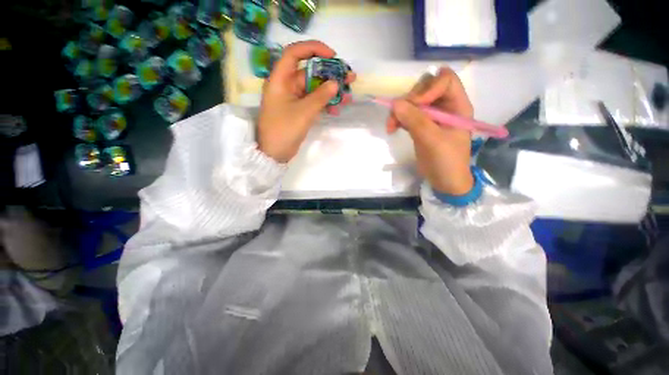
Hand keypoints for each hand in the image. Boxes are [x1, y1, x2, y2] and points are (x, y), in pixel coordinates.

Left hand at [257, 40, 355, 162]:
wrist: (274, 153)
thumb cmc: (283, 130)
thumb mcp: (303, 113)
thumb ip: (320, 97)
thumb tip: (335, 83)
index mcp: (281, 80)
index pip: (294, 54)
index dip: (313, 49)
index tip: (332, 56)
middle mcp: (286, 86)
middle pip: (310, 73)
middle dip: (330, 76)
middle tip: (349, 78)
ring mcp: (293, 99)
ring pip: (314, 89)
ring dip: (330, 93)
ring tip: (348, 97)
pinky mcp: (299, 110)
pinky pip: (314, 102)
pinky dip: (325, 105)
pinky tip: (336, 110)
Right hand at [387, 67, 473, 195]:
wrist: (444, 181)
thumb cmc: (446, 161)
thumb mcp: (433, 141)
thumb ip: (416, 121)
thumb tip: (396, 103)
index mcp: (457, 106)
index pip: (445, 80)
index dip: (428, 88)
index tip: (416, 106)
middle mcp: (445, 106)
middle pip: (425, 88)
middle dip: (409, 100)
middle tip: (397, 116)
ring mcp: (431, 116)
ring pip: (413, 101)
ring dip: (399, 111)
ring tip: (391, 126)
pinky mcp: (420, 125)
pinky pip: (407, 114)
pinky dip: (397, 119)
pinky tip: (392, 128)